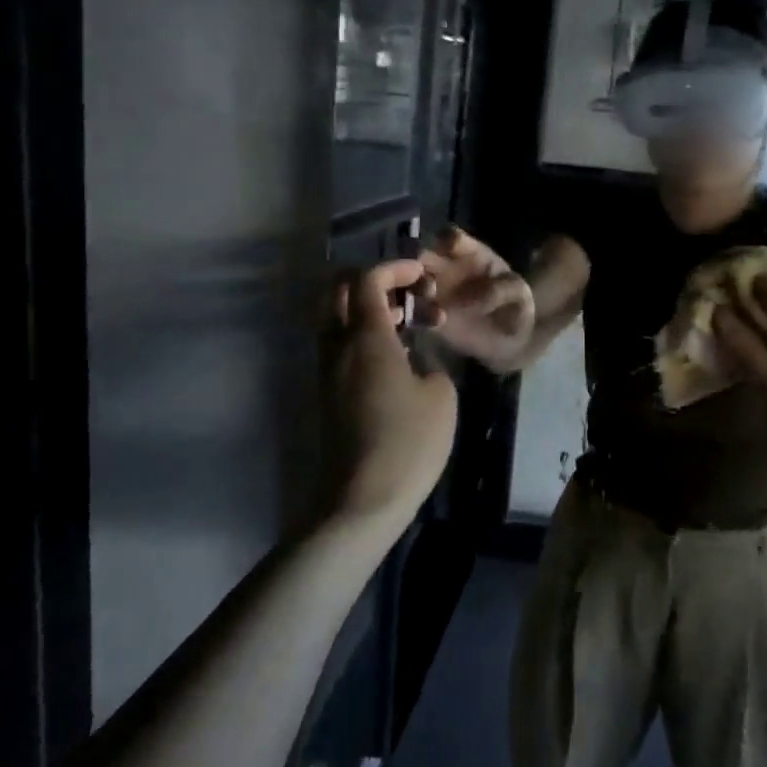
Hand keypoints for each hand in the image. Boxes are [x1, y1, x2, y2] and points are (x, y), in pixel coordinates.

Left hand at [328, 260, 458, 528]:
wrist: (362, 499)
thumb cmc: (408, 442)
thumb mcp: (440, 395)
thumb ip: (429, 362)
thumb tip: (415, 360)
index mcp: (366, 338)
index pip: (367, 280)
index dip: (394, 267)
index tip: (422, 275)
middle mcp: (337, 346)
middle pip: (337, 290)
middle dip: (371, 280)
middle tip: (407, 294)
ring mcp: (326, 371)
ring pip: (335, 317)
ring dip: (366, 308)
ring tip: (407, 325)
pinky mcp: (326, 393)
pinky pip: (338, 345)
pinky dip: (361, 334)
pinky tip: (393, 356)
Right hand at [416, 227, 534, 367]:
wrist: (510, 337)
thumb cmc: (514, 304)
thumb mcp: (517, 293)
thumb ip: (501, 290)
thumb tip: (475, 300)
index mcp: (469, 253)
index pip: (452, 238)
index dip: (447, 240)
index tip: (446, 249)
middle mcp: (445, 267)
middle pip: (421, 255)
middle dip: (417, 263)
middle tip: (427, 282)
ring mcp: (433, 291)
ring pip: (409, 282)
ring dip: (410, 289)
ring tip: (425, 305)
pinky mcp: (427, 316)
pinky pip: (411, 311)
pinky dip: (412, 314)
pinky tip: (426, 323)